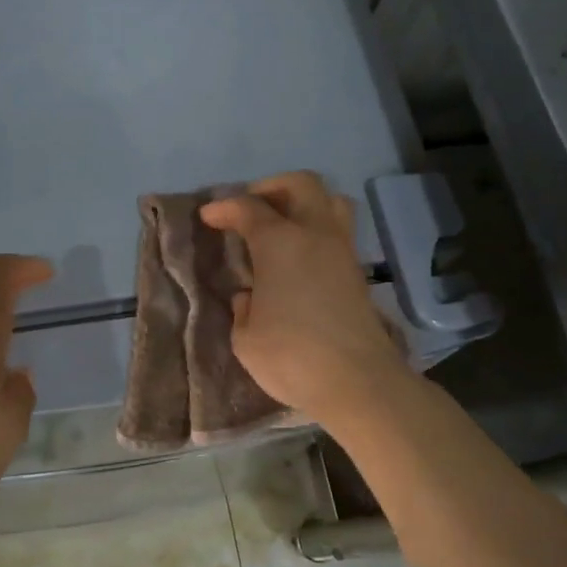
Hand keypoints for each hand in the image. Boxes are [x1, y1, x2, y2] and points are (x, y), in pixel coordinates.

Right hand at [200, 171, 414, 426]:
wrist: (358, 382)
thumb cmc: (291, 356)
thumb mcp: (245, 337)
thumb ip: (243, 308)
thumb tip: (252, 296)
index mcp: (280, 242)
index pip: (248, 208)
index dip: (224, 208)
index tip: (208, 217)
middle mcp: (315, 235)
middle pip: (300, 184)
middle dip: (271, 187)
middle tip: (251, 208)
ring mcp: (342, 251)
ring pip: (330, 201)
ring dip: (303, 203)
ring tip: (281, 226)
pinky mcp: (357, 274)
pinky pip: (338, 231)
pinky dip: (316, 231)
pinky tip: (298, 258)